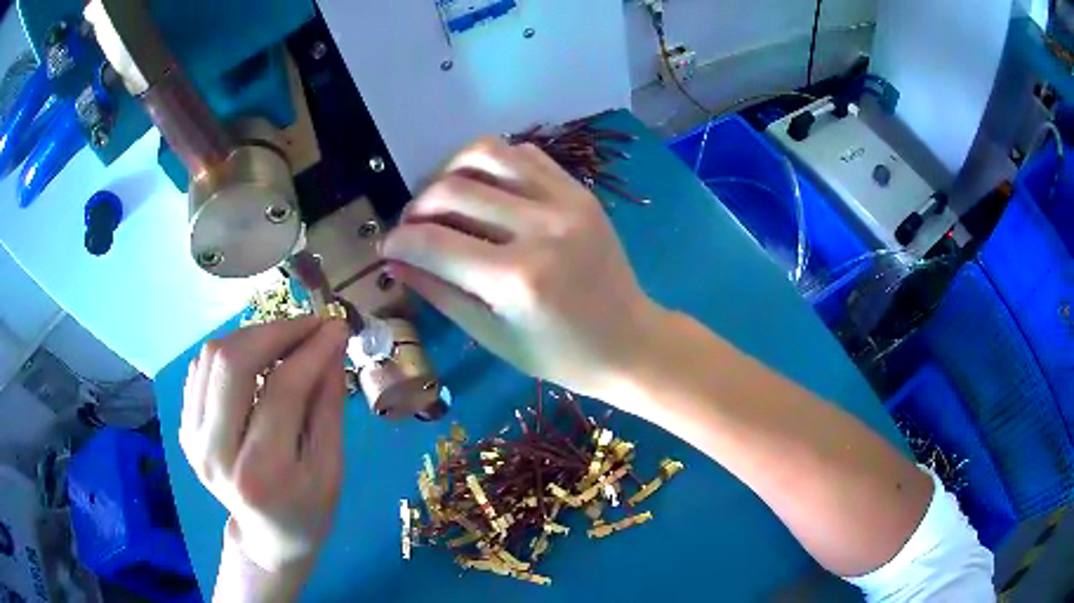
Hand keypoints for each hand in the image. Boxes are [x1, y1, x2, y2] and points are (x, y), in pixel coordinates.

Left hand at [180, 317, 349, 574]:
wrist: (266, 536)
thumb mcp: (332, 468)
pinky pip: (201, 367)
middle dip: (274, 332)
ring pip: (212, 357)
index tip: (335, 327)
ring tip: (285, 342)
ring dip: (252, 337)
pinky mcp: (185, 427)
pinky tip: (255, 360)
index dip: (310, 350)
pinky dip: (231, 351)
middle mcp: (216, 453)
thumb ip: (328, 404)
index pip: (282, 391)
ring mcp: (193, 438)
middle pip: (232, 363)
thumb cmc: (308, 509)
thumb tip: (332, 343)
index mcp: (261, 474)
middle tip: (307, 326)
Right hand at [382, 138, 664, 399]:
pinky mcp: (580, 190)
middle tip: (412, 227)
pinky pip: (523, 155)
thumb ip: (439, 292)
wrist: (630, 341)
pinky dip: (491, 164)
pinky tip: (484, 190)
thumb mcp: (492, 336)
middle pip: (452, 189)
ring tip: (442, 199)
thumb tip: (394, 259)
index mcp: (517, 279)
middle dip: (417, 206)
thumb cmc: (559, 355)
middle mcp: (540, 227)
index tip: (386, 246)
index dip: (398, 240)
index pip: (433, 242)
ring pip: (486, 153)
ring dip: (450, 171)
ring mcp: (566, 200)